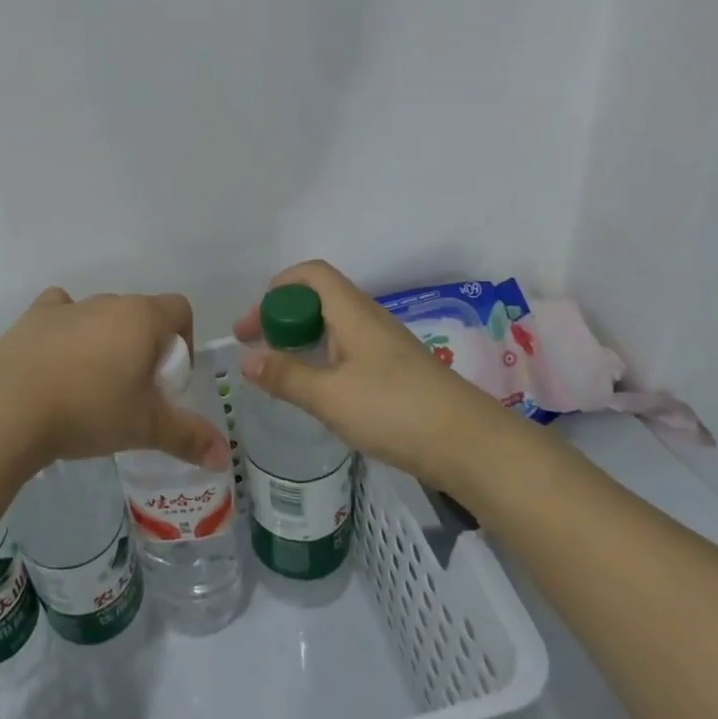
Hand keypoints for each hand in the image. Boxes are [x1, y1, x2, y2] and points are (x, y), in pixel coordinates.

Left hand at [0, 288, 229, 471]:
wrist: (8, 407)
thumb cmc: (89, 410)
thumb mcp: (145, 428)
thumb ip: (189, 437)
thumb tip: (224, 457)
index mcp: (142, 317)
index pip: (179, 309)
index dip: (183, 341)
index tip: (170, 381)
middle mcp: (107, 302)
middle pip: (140, 315)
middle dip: (144, 347)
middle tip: (134, 393)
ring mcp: (67, 307)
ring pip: (99, 316)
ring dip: (105, 340)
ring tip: (92, 386)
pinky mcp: (32, 318)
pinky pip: (59, 313)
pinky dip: (65, 330)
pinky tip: (56, 361)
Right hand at [234, 260, 511, 476]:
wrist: (470, 444)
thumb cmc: (394, 409)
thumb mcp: (329, 396)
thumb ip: (285, 376)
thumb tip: (247, 360)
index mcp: (351, 311)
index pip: (310, 274)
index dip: (277, 289)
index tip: (253, 325)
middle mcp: (368, 319)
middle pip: (318, 299)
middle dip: (283, 318)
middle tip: (258, 351)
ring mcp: (385, 345)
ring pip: (334, 327)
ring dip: (303, 341)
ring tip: (281, 372)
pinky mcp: (396, 372)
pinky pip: (349, 351)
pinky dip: (323, 361)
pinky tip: (319, 392)